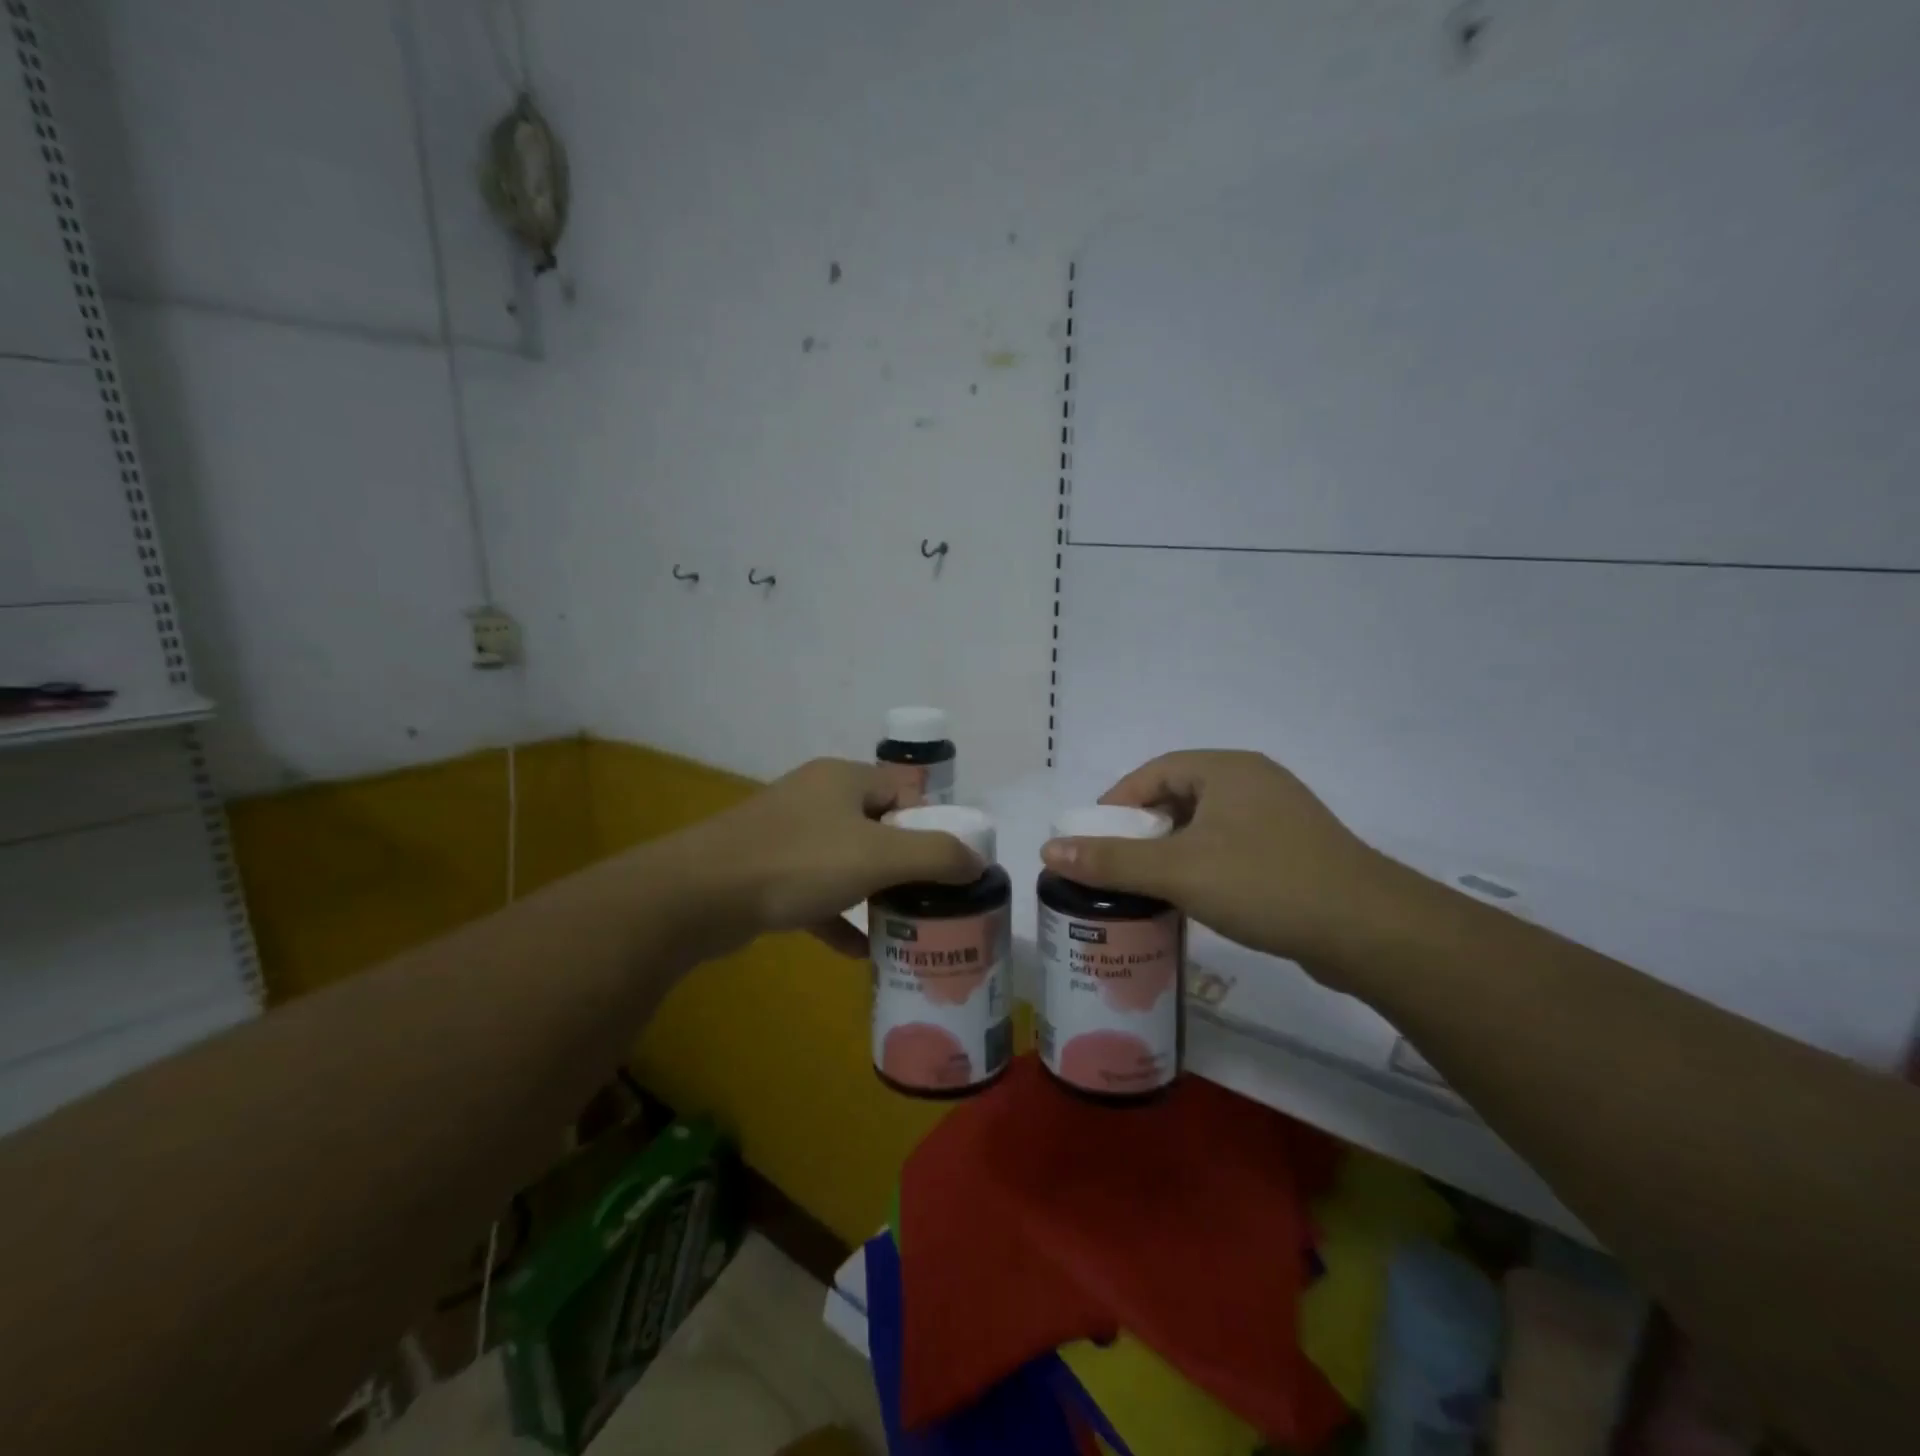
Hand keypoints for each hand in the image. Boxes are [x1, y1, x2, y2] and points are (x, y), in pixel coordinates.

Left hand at [676, 757, 981, 956]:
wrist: (698, 896)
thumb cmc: (798, 863)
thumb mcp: (878, 856)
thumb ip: (936, 856)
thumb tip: (978, 861)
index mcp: (844, 779)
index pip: (905, 793)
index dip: (932, 826)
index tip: (950, 867)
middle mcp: (817, 798)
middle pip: (879, 827)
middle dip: (907, 864)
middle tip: (934, 900)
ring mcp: (788, 835)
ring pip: (847, 861)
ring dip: (875, 892)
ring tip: (907, 924)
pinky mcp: (766, 873)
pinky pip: (817, 892)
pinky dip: (839, 917)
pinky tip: (860, 951)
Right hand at [1040, 750, 1404, 974]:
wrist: (1370, 931)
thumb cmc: (1265, 883)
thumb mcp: (1179, 870)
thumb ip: (1113, 860)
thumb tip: (1050, 849)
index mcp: (1226, 769)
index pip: (1154, 771)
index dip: (1118, 802)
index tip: (1094, 837)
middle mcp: (1253, 782)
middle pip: (1179, 796)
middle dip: (1143, 829)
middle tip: (1115, 864)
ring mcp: (1279, 816)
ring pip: (1206, 825)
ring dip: (1173, 850)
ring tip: (1147, 884)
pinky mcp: (1294, 851)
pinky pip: (1232, 847)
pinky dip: (1204, 865)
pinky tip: (1194, 898)